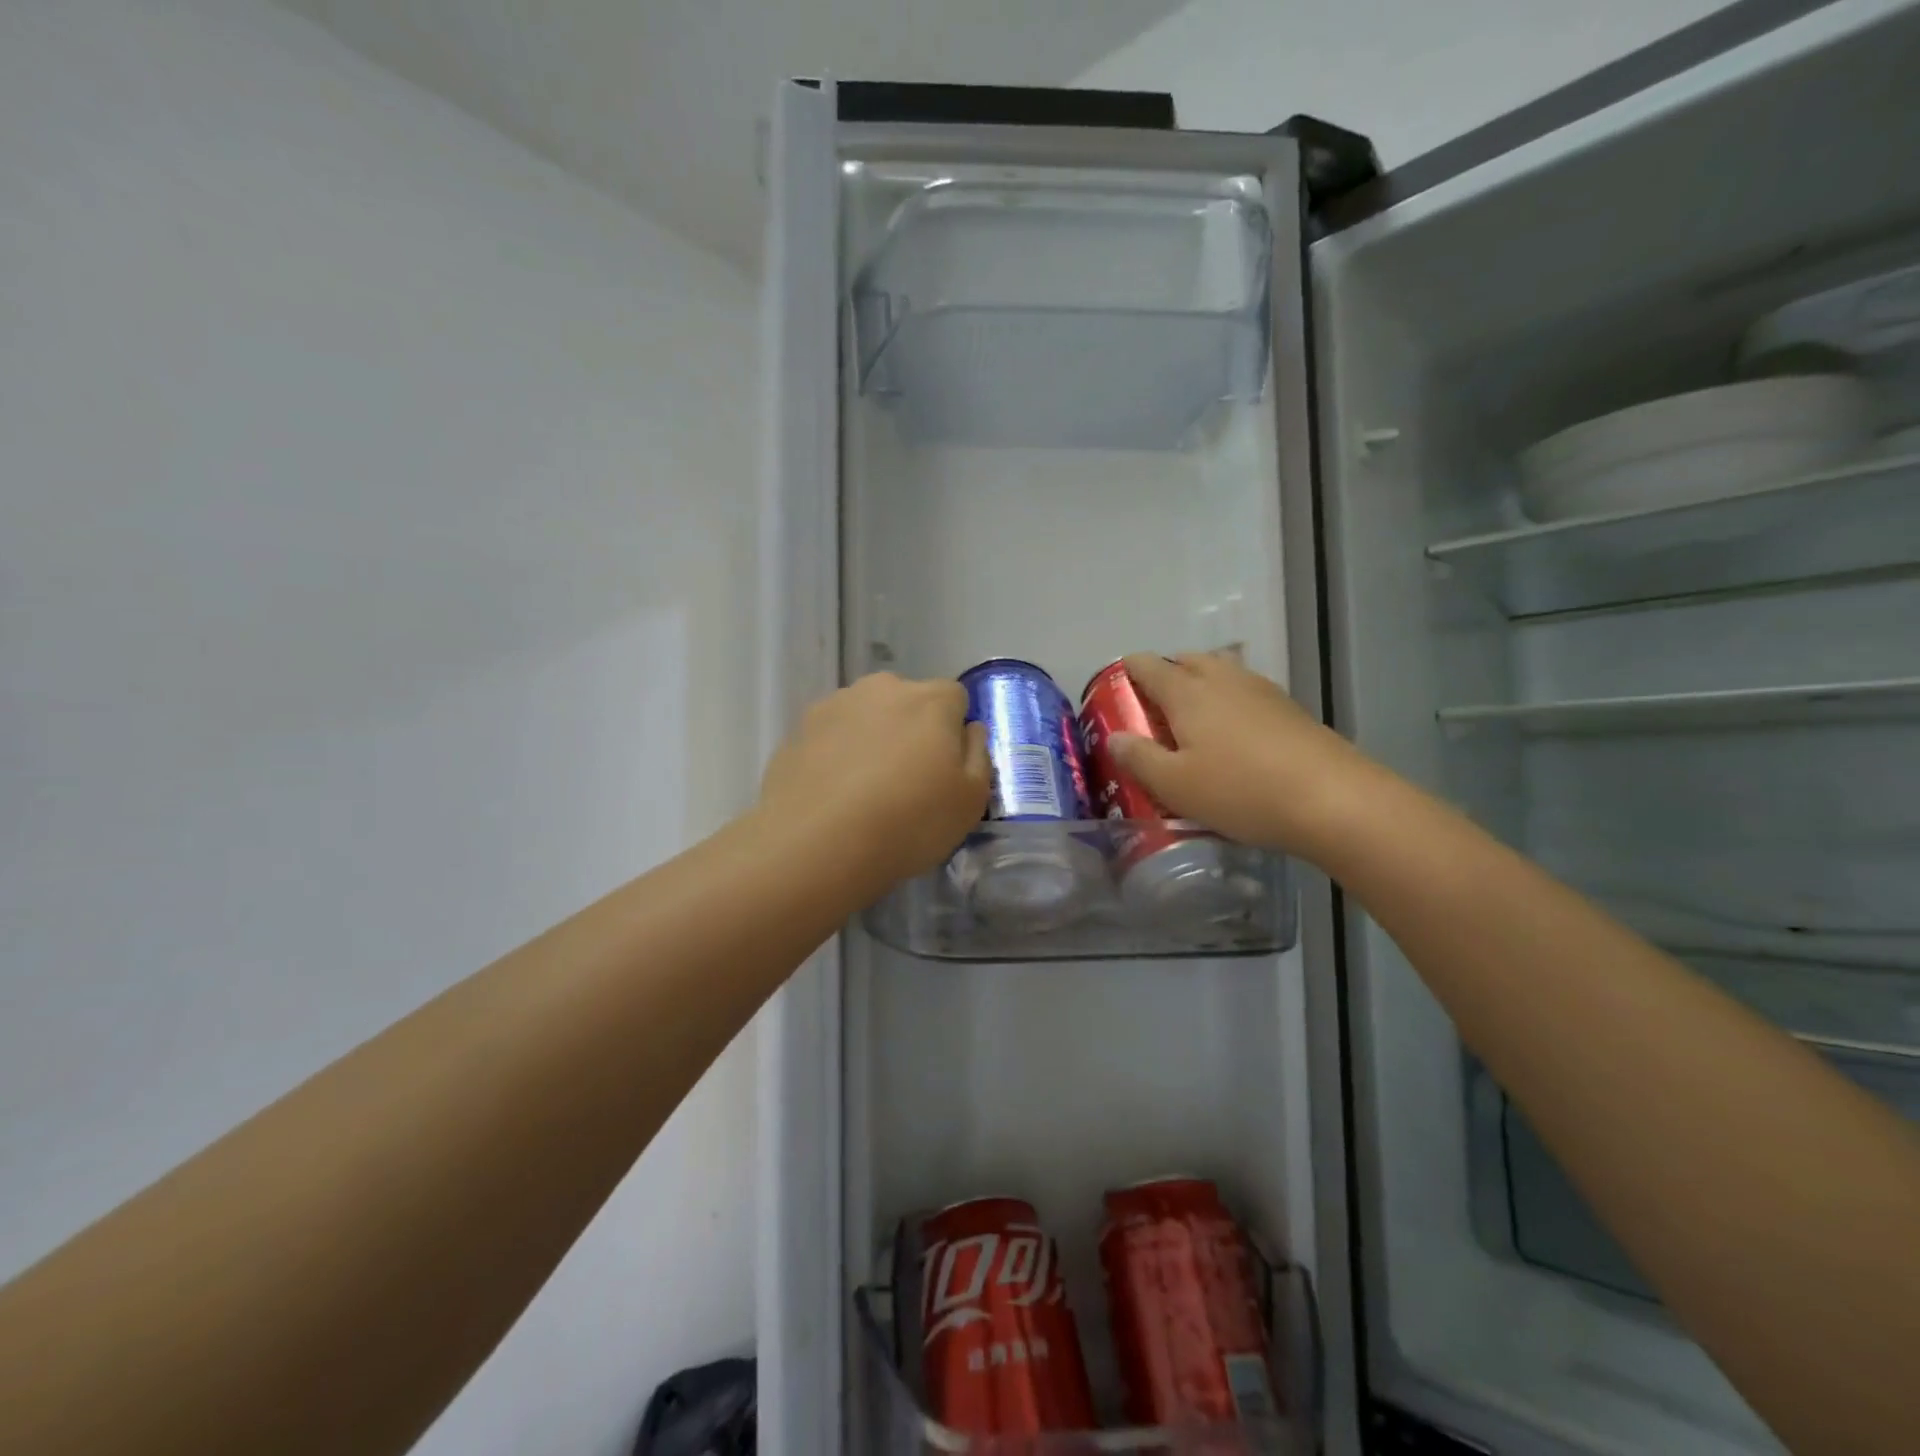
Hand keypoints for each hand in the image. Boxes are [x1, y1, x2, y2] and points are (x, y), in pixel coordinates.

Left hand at [758, 672, 989, 892]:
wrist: (816, 844)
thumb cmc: (909, 822)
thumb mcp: (970, 801)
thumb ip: (978, 754)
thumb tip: (969, 729)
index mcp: (930, 700)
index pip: (955, 697)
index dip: (953, 730)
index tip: (945, 768)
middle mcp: (883, 688)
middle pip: (908, 701)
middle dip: (911, 729)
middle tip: (906, 780)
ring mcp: (835, 704)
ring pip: (867, 715)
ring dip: (872, 738)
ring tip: (864, 790)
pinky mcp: (799, 729)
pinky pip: (832, 735)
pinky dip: (837, 753)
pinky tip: (833, 793)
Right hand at [1107, 652, 1374, 856]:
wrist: (1333, 799)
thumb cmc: (1241, 791)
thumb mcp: (1175, 785)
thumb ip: (1139, 758)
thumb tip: (1114, 737)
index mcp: (1187, 691)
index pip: (1147, 665)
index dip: (1126, 671)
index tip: (1115, 691)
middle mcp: (1222, 679)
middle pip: (1186, 659)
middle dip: (1165, 675)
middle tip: (1154, 711)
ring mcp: (1260, 689)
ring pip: (1220, 671)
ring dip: (1200, 685)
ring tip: (1193, 723)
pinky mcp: (1289, 707)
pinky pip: (1245, 691)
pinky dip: (1229, 701)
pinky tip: (1234, 736)